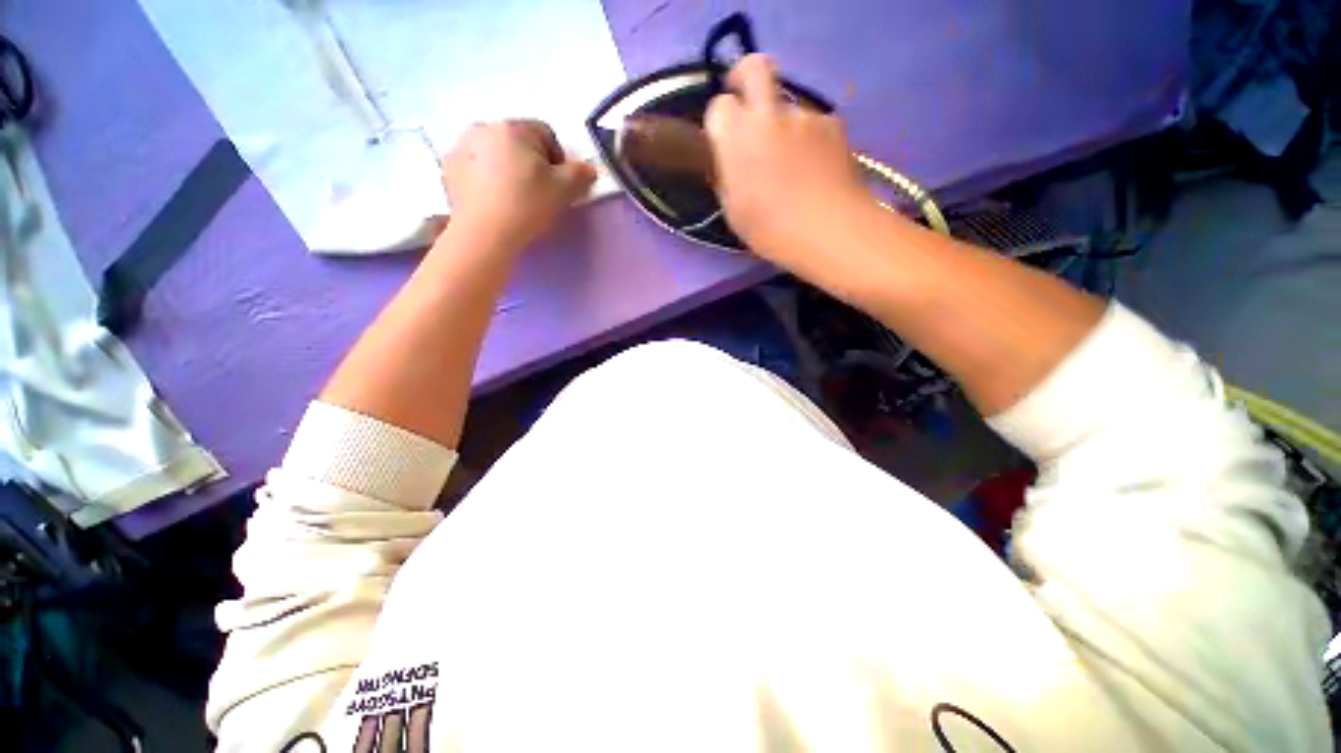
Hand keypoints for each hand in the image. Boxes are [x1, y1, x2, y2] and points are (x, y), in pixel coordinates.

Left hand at [441, 119, 596, 249]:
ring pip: (495, 153)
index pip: (546, 134)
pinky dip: (485, 178)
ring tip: (512, 198)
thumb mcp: (563, 190)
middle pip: (518, 142)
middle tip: (537, 193)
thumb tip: (589, 168)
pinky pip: (475, 166)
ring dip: (506, 168)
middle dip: (531, 163)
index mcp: (514, 128)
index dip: (558, 160)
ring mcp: (461, 146)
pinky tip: (492, 200)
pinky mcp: (448, 168)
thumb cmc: (527, 206)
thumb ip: (581, 174)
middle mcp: (484, 127)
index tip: (558, 185)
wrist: (484, 234)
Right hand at [705, 55, 867, 261]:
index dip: (720, 121)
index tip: (723, 140)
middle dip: (744, 76)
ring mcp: (805, 114)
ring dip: (781, 122)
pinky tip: (814, 167)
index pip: (718, 105)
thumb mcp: (733, 211)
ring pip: (786, 104)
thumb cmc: (770, 230)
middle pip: (754, 66)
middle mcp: (769, 114)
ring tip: (791, 162)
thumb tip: (728, 162)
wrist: (828, 230)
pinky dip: (808, 138)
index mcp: (737, 137)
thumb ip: (726, 177)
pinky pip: (812, 122)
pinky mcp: (833, 123)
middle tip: (747, 104)